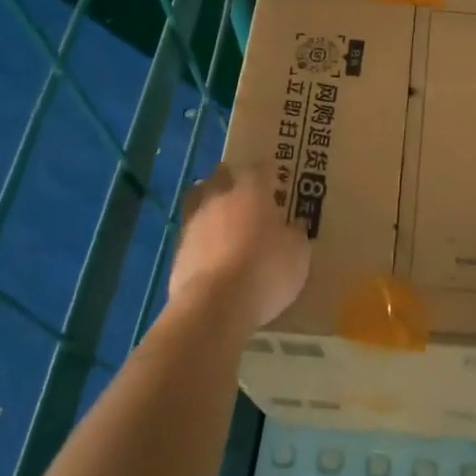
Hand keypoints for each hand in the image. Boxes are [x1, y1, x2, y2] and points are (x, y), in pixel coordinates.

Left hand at [167, 162, 311, 336]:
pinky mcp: (178, 250)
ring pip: (198, 200)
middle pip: (221, 176)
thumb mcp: (298, 255)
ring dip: (209, 204)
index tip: (274, 175)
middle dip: (230, 179)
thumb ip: (296, 235)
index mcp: (251, 192)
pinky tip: (209, 249)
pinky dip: (200, 236)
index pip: (259, 169)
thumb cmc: (265, 271)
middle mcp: (219, 199)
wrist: (214, 305)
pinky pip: (190, 233)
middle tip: (243, 190)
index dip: (267, 171)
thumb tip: (295, 225)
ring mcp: (194, 223)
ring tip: (220, 216)